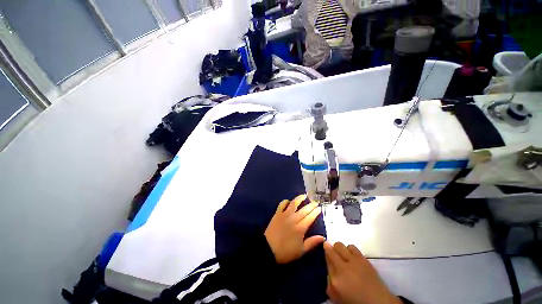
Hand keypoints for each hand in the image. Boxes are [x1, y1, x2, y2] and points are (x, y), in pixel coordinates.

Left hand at [264, 194, 324, 263]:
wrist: (268, 249)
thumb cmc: (286, 251)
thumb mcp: (301, 250)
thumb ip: (312, 242)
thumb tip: (323, 237)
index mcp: (300, 228)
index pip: (310, 217)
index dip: (316, 212)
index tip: (320, 208)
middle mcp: (294, 219)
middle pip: (304, 209)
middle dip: (311, 205)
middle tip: (316, 202)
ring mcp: (285, 215)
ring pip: (293, 204)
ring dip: (299, 199)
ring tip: (304, 196)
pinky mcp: (277, 214)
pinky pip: (282, 204)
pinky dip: (286, 201)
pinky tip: (289, 201)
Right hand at [324, 242, 401, 303]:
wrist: (377, 302)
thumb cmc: (354, 300)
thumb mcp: (336, 295)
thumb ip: (329, 281)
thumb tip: (327, 268)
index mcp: (335, 279)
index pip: (325, 259)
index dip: (324, 253)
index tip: (324, 250)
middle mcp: (342, 267)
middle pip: (331, 249)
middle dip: (328, 246)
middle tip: (330, 250)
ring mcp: (353, 261)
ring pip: (340, 245)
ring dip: (339, 248)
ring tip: (341, 254)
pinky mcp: (363, 258)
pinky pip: (352, 246)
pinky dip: (349, 249)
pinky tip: (351, 255)